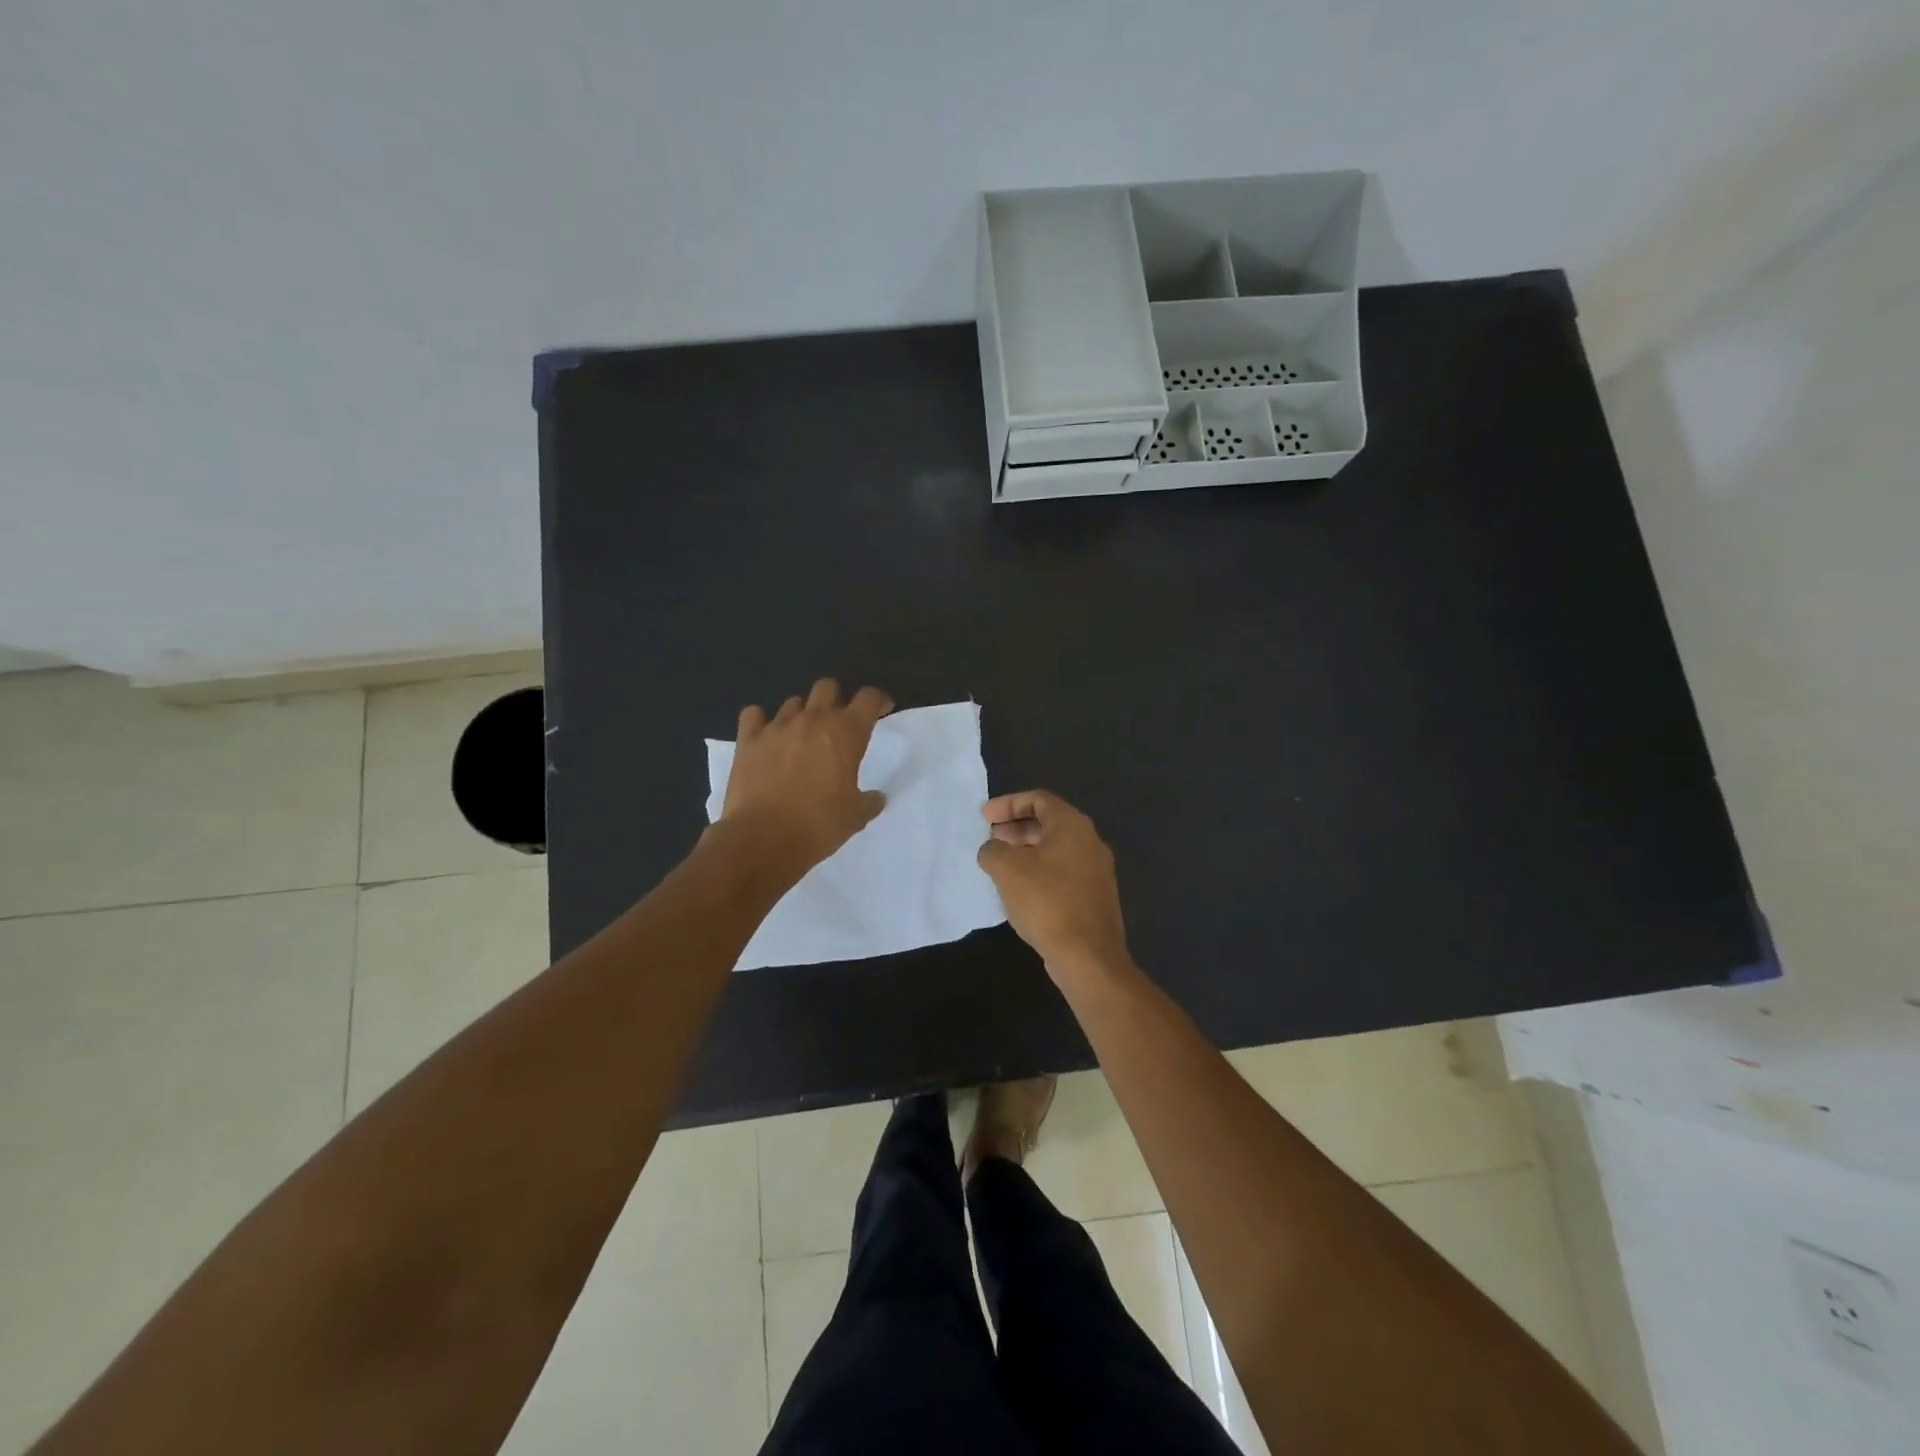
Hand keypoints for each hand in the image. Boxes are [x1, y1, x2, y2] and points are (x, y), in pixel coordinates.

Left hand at [721, 679, 893, 872]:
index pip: (868, 698)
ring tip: (801, 736)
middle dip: (836, 699)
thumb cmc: (818, 826)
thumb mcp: (855, 817)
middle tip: (838, 722)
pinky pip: (754, 715)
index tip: (881, 709)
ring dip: (802, 714)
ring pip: (793, 702)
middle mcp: (812, 720)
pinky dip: (761, 721)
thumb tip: (876, 797)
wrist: (763, 838)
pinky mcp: (748, 739)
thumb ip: (869, 801)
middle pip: (827, 687)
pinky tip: (766, 736)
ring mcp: (777, 727)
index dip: (878, 700)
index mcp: (846, 734)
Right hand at [977, 790, 1128, 978]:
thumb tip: (992, 850)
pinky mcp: (1095, 897)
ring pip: (1056, 850)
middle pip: (1048, 823)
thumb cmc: (1046, 901)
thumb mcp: (1007, 869)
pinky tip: (1019, 891)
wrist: (1087, 955)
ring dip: (1026, 852)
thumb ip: (993, 850)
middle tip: (990, 840)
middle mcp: (1090, 842)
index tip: (984, 817)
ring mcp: (1096, 871)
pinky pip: (1062, 873)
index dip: (1008, 804)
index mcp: (1073, 825)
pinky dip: (1039, 872)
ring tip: (999, 866)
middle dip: (1016, 828)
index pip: (1039, 799)